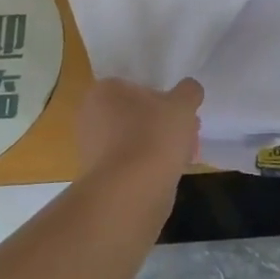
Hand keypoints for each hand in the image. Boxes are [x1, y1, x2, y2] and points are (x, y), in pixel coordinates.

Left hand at [77, 77, 202, 176]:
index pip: (138, 87)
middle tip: (188, 133)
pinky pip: (130, 163)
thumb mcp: (182, 105)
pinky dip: (148, 166)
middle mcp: (90, 116)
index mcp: (105, 91)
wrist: (131, 191)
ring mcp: (92, 149)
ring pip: (134, 140)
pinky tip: (168, 174)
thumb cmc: (154, 136)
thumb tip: (189, 90)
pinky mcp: (99, 177)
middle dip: (163, 124)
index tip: (182, 113)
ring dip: (158, 145)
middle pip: (137, 115)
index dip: (164, 99)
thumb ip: (189, 91)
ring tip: (184, 156)